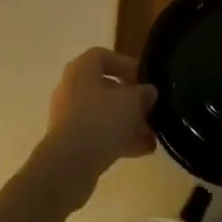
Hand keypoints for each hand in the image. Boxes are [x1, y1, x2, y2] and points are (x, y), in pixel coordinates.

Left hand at [37, 48, 157, 204]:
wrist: (69, 165)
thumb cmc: (101, 121)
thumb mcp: (132, 103)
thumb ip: (144, 94)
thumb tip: (149, 91)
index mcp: (81, 69)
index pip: (103, 56)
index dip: (125, 64)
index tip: (144, 79)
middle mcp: (71, 88)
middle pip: (104, 87)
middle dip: (130, 100)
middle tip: (150, 110)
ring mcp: (68, 116)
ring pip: (103, 114)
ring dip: (128, 123)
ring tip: (152, 136)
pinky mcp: (70, 142)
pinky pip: (97, 134)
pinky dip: (118, 139)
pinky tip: (143, 151)